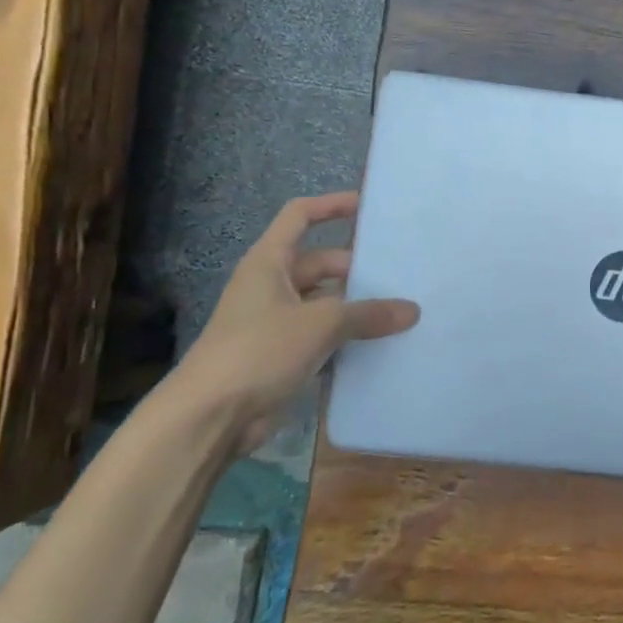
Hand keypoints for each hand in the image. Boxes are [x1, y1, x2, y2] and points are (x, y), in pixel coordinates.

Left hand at [171, 192, 419, 454]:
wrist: (210, 417)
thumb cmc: (259, 351)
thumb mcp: (321, 324)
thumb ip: (369, 313)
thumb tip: (412, 310)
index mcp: (269, 263)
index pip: (300, 216)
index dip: (332, 205)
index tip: (369, 207)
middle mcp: (272, 286)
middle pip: (322, 263)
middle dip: (359, 268)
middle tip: (402, 273)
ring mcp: (276, 322)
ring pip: (326, 303)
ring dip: (357, 307)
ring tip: (402, 308)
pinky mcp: (283, 355)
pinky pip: (324, 336)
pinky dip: (348, 338)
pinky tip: (382, 344)